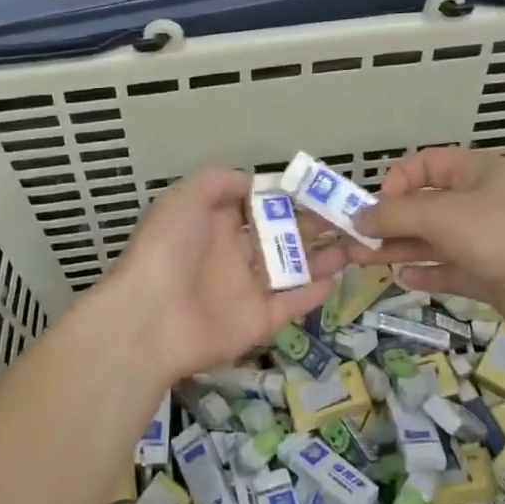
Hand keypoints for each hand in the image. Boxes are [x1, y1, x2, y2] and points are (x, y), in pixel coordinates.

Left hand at [103, 168, 344, 387]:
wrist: (149, 318)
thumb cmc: (167, 249)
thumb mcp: (184, 198)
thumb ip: (220, 182)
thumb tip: (257, 183)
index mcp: (214, 224)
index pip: (256, 206)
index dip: (285, 196)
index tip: (317, 188)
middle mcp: (232, 254)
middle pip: (279, 236)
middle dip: (311, 224)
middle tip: (346, 215)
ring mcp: (247, 289)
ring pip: (292, 269)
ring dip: (322, 257)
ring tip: (355, 243)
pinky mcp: (258, 321)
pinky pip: (291, 304)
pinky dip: (314, 293)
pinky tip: (338, 276)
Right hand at [350, 147, 504, 342]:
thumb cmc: (500, 234)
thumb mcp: (441, 216)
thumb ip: (395, 215)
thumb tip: (359, 218)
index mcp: (478, 172)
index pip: (428, 164)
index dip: (399, 179)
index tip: (377, 203)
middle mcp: (482, 202)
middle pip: (427, 206)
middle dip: (391, 221)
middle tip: (357, 238)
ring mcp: (487, 240)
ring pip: (434, 240)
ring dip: (401, 248)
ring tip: (366, 261)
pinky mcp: (490, 274)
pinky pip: (450, 269)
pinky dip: (426, 272)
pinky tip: (402, 279)